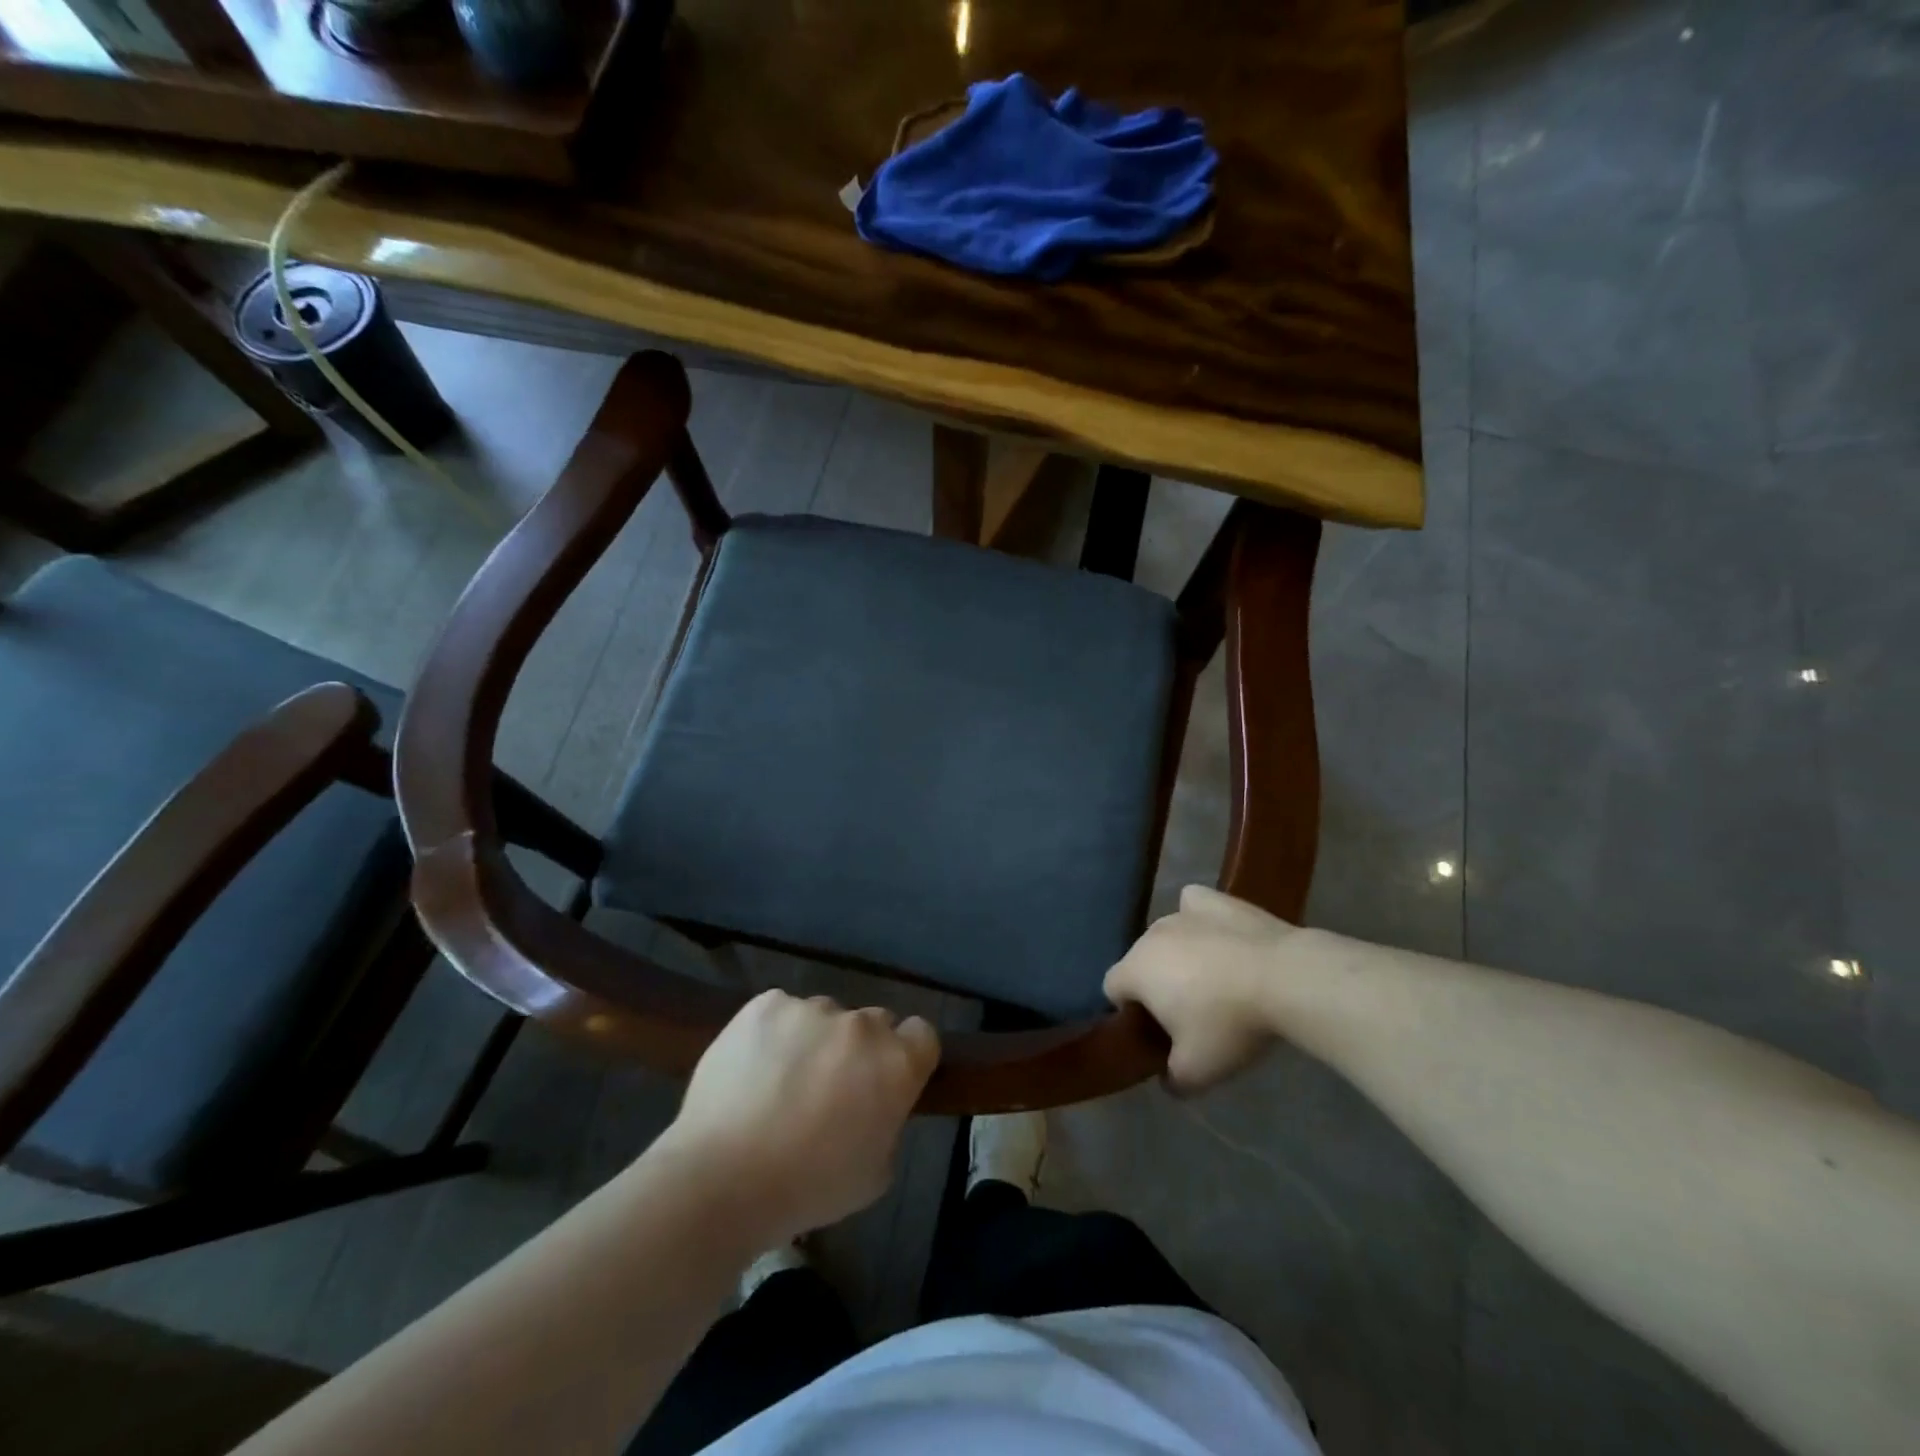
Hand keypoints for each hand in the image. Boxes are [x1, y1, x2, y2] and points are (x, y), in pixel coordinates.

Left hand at [661, 990, 939, 1244]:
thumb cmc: (808, 1189)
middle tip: (831, 1087)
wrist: (722, 1179)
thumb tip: (876, 1102)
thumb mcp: (876, 1173)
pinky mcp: (767, 1004)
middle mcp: (861, 1025)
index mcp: (897, 1063)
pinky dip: (775, 1033)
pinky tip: (753, 1068)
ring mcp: (811, 1009)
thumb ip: (888, 1122)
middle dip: (860, 1049)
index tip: (886, 1080)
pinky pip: (782, 1011)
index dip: (908, 1055)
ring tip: (781, 1082)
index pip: (922, 1034)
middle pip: (874, 1022)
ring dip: (816, 1040)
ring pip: (825, 1016)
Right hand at [1104, 884, 1302, 1093]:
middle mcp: (1150, 935)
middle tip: (1190, 1014)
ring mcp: (1182, 913)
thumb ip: (1172, 1079)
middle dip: (1157, 984)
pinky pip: (1194, 907)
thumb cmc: (1229, 1024)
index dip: (1130, 1012)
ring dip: (1179, 956)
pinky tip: (1217, 937)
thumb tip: (1167, 1078)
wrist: (1284, 978)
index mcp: (1135, 970)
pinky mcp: (1215, 901)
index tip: (1159, 1032)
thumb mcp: (1196, 1072)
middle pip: (1141, 961)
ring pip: (1168, 936)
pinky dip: (1199, 920)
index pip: (1112, 989)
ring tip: (1216, 982)